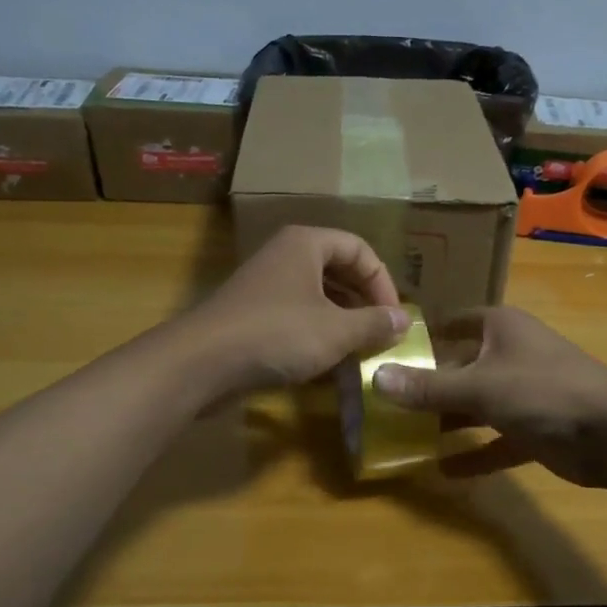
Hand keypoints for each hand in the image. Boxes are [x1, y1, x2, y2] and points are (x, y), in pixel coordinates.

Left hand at [180, 226, 408, 392]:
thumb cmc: (277, 334)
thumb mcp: (336, 330)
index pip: (359, 250)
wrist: (202, 362)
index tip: (394, 318)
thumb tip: (404, 320)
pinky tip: (329, 362)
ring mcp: (265, 286)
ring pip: (317, 295)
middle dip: (364, 302)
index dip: (383, 282)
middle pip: (338, 270)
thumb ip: (374, 323)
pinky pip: (296, 316)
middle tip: (381, 332)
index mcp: (306, 244)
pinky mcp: (252, 315)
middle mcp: (285, 256)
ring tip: (361, 350)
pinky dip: (317, 333)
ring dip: (343, 320)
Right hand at [371, 307, 606, 485]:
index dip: (424, 336)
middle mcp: (511, 354)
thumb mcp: (479, 386)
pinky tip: (444, 470)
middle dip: (428, 385)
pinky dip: (474, 454)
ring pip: (477, 404)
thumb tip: (376, 378)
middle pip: (461, 366)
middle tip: (387, 403)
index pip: (455, 322)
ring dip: (448, 420)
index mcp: (501, 328)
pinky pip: (496, 440)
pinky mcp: (535, 428)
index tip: (388, 353)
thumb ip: (427, 386)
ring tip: (406, 436)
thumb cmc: (542, 391)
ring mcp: (525, 392)